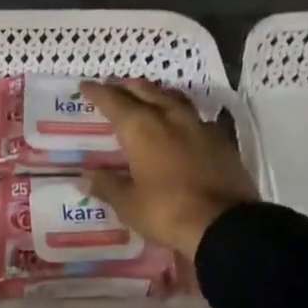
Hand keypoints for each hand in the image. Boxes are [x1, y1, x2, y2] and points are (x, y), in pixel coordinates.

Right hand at [79, 78, 258, 257]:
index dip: (98, 93)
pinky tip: (179, 125)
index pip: (115, 102)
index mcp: (142, 129)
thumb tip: (85, 177)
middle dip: (127, 87)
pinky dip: (180, 115)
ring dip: (156, 93)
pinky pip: (195, 117)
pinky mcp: (221, 140)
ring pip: (173, 98)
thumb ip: (107, 185)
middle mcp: (170, 118)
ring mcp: (199, 126)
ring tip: (147, 96)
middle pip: (146, 91)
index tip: (85, 85)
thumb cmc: (166, 212)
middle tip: (114, 86)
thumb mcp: (128, 204)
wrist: (223, 223)